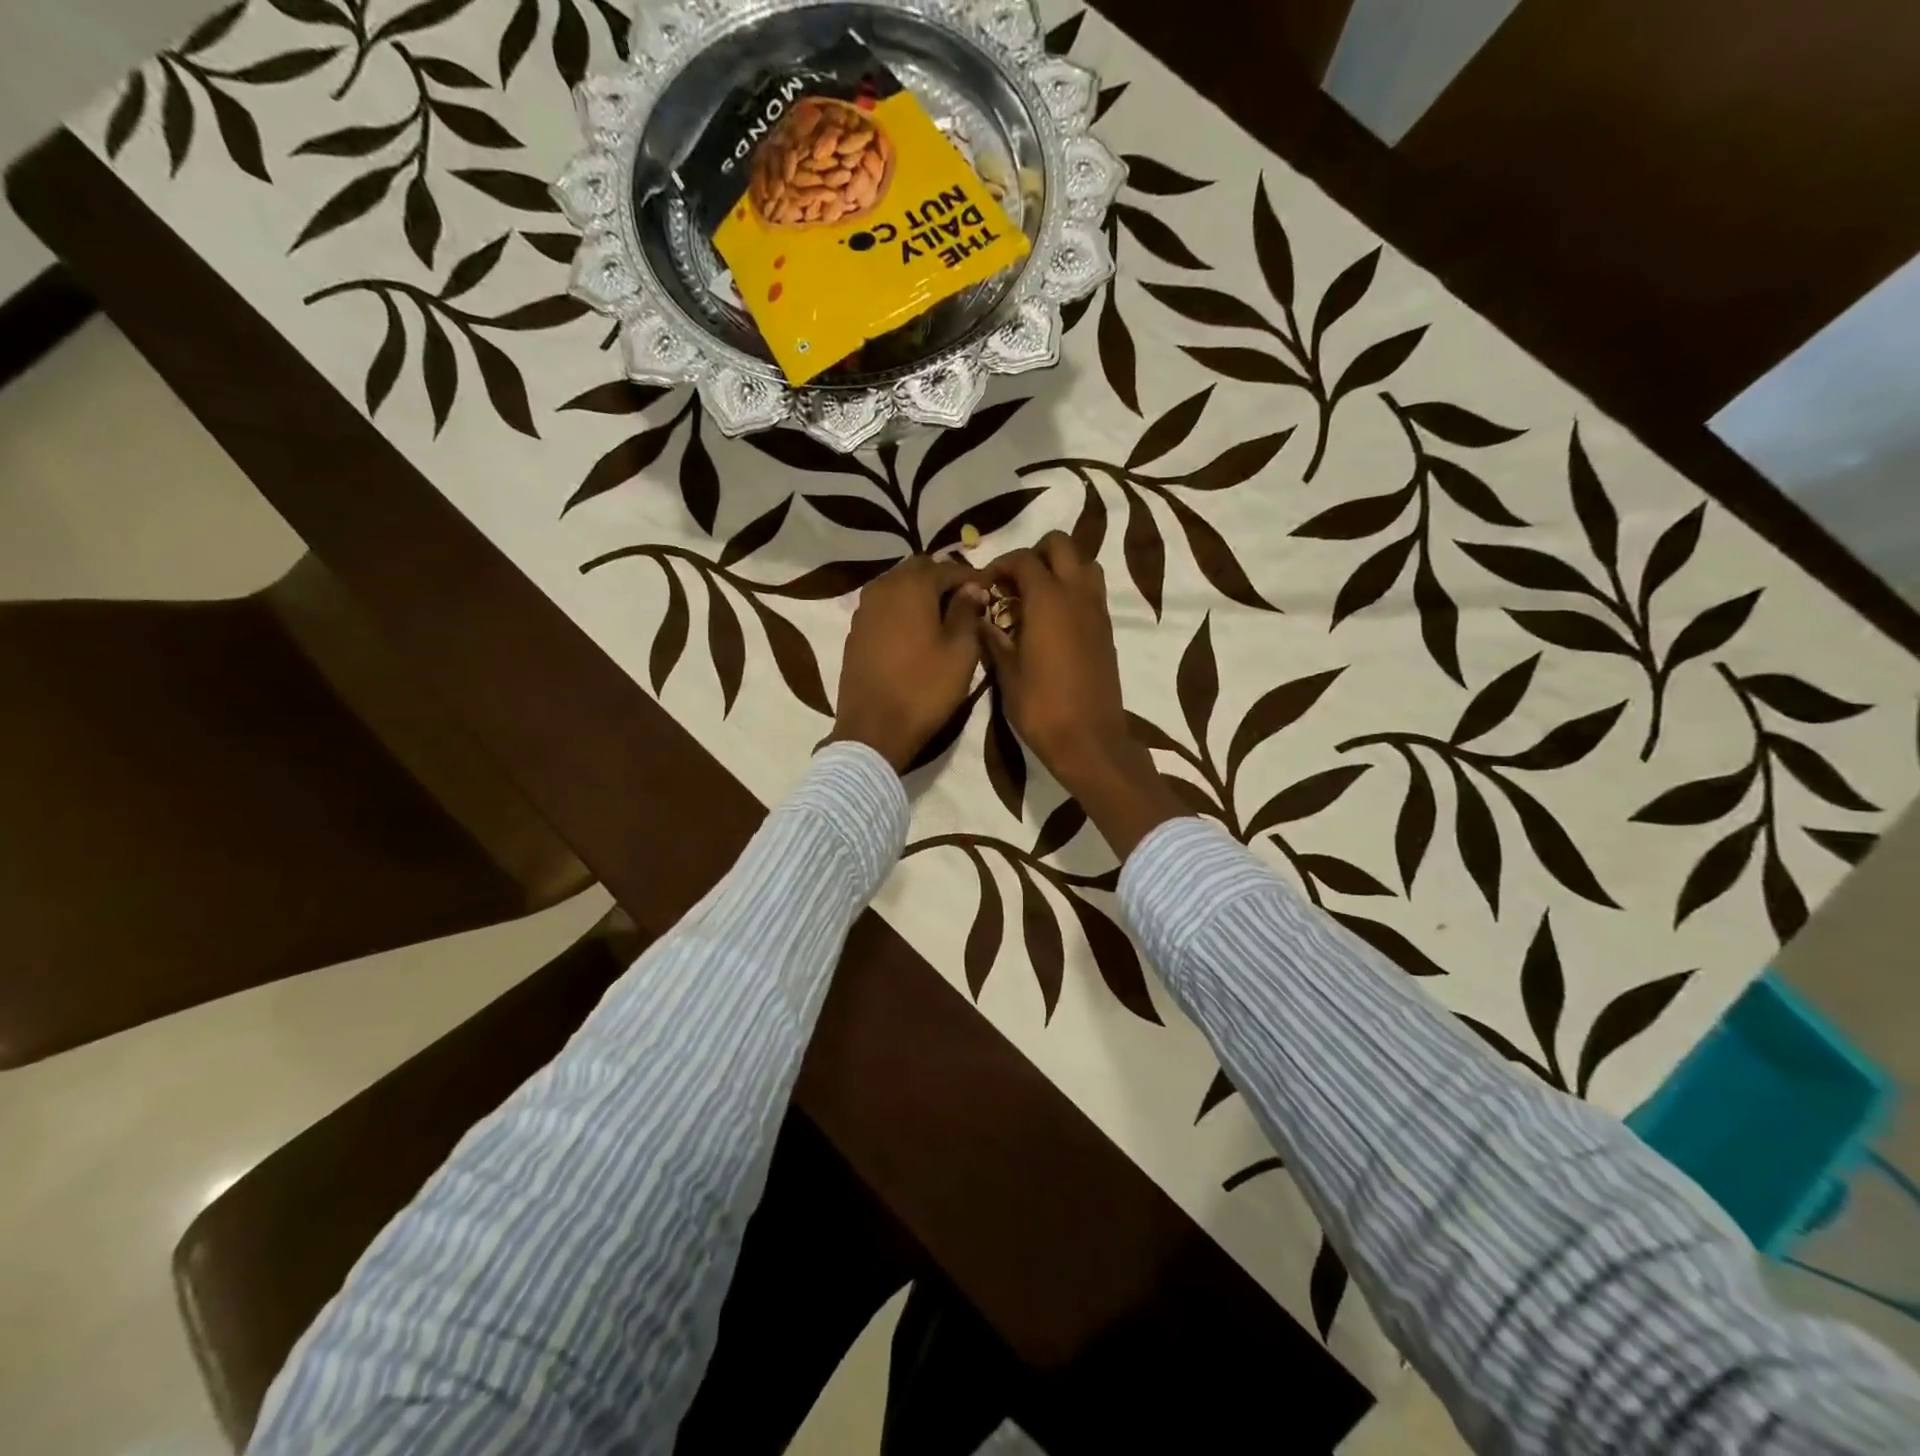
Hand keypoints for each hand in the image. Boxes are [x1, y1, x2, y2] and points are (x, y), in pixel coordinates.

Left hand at [829, 554, 987, 771]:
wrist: (874, 730)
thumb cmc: (925, 689)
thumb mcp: (960, 652)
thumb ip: (967, 612)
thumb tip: (972, 588)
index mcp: (911, 586)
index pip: (948, 568)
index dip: (972, 578)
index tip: (990, 593)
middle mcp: (882, 587)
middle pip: (918, 571)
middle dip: (943, 581)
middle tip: (966, 602)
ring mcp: (863, 609)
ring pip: (897, 587)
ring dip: (921, 594)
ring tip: (943, 616)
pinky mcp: (855, 632)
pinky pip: (884, 608)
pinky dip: (902, 611)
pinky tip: (916, 632)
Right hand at [980, 532, 1185, 857]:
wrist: (1089, 740)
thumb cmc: (1041, 708)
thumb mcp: (1007, 674)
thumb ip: (994, 639)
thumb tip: (981, 620)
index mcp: (1048, 600)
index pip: (1023, 559)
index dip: (1000, 564)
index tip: (985, 584)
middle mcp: (1077, 594)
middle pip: (1062, 545)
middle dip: (1035, 553)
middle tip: (1014, 582)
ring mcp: (1097, 611)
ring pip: (1084, 564)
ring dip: (1060, 568)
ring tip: (1036, 597)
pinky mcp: (1107, 630)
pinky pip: (1092, 592)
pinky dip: (1073, 591)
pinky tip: (1053, 621)